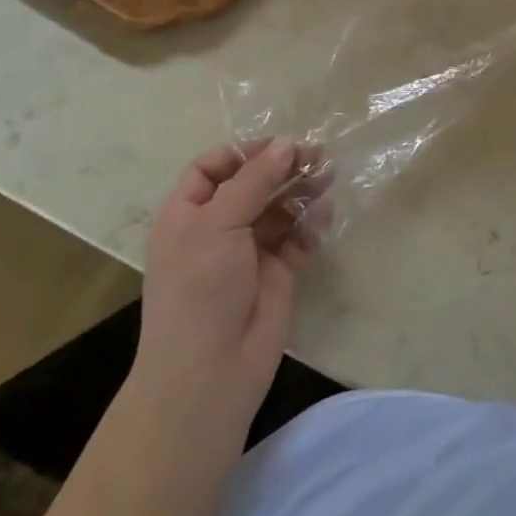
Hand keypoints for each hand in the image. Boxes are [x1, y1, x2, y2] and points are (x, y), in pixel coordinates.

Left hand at [133, 138, 330, 433]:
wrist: (210, 371)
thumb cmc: (199, 288)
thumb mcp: (218, 224)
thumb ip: (254, 180)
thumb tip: (287, 143)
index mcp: (188, 215)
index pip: (212, 168)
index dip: (242, 152)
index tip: (278, 145)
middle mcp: (217, 229)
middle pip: (253, 184)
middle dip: (282, 167)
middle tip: (317, 154)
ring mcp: (249, 252)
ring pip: (280, 208)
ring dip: (302, 190)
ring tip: (328, 176)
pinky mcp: (278, 273)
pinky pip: (298, 237)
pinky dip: (312, 223)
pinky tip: (325, 214)